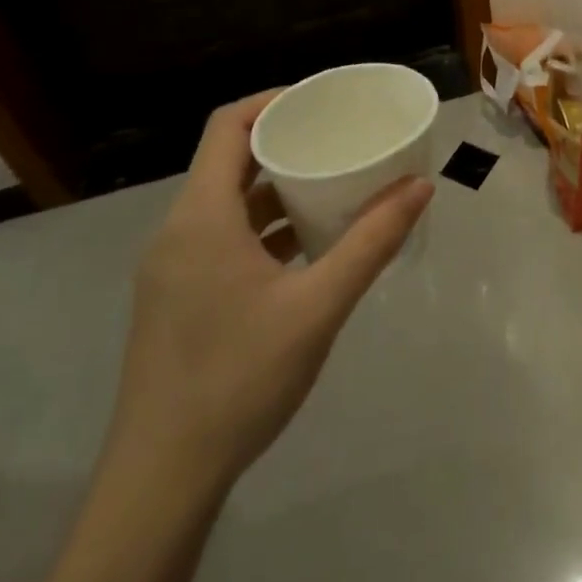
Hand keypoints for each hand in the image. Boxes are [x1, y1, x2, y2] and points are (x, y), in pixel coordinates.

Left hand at [103, 90, 432, 493]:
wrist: (161, 480)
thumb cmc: (239, 380)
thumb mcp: (319, 306)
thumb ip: (372, 242)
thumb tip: (420, 187)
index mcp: (201, 218)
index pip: (228, 126)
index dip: (274, 101)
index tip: (323, 101)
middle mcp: (178, 231)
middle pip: (229, 160)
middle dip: (285, 142)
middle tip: (340, 137)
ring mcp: (173, 268)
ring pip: (226, 202)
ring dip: (276, 186)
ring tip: (333, 183)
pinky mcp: (177, 298)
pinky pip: (222, 237)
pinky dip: (263, 225)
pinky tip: (306, 245)